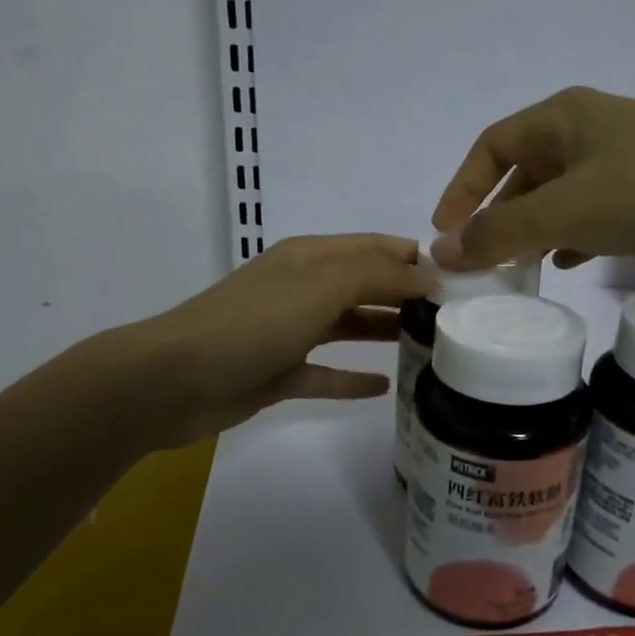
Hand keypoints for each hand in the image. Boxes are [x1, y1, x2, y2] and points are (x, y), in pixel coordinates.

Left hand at [124, 234, 430, 444]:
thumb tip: (427, 275)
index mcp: (310, 258)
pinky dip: (352, 379)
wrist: (174, 379)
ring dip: (383, 332)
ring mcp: (288, 333)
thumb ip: (377, 275)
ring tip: (430, 347)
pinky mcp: (278, 374)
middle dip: (405, 295)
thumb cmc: (253, 323)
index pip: (374, 247)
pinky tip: (386, 388)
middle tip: (455, 317)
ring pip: (347, 328)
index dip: (414, 258)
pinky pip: (325, 374)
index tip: (460, 280)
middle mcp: (302, 289)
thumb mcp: (320, 286)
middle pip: (364, 286)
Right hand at [429, 86, 634, 269]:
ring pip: (559, 194)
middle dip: (497, 215)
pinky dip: (572, 235)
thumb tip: (441, 252)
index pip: (489, 147)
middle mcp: (588, 129)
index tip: (445, 232)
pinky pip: (594, 211)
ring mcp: (623, 157)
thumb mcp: (564, 212)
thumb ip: (499, 233)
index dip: (461, 188)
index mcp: (560, 117)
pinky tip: (568, 262)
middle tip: (481, 258)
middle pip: (523, 171)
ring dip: (533, 229)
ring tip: (519, 267)